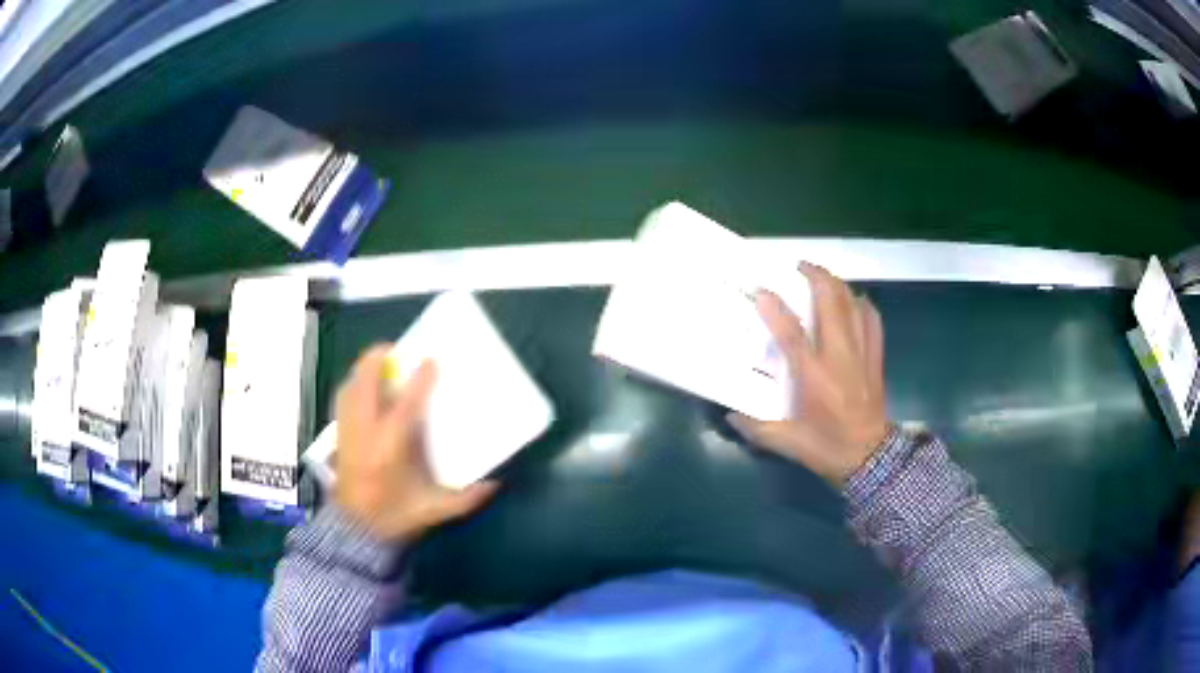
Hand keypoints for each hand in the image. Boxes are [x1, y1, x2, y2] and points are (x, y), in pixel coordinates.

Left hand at [335, 345, 497, 541]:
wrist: (356, 534)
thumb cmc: (396, 519)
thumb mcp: (435, 510)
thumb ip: (467, 498)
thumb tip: (497, 482)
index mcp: (391, 450)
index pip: (404, 406)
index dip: (419, 381)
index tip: (430, 361)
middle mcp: (365, 435)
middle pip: (364, 384)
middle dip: (376, 360)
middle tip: (394, 349)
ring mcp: (347, 434)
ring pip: (348, 389)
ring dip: (362, 371)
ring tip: (378, 362)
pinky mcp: (338, 438)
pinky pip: (341, 401)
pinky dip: (351, 386)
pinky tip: (362, 388)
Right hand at [729, 263, 889, 485]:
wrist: (870, 458)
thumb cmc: (826, 448)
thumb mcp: (787, 443)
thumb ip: (756, 429)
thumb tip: (730, 416)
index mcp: (814, 376)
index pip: (792, 334)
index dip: (775, 308)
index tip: (762, 290)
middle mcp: (838, 357)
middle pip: (831, 303)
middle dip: (816, 277)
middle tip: (800, 266)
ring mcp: (861, 354)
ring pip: (853, 305)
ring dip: (838, 285)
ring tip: (824, 278)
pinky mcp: (876, 358)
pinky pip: (873, 320)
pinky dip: (863, 305)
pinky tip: (855, 300)